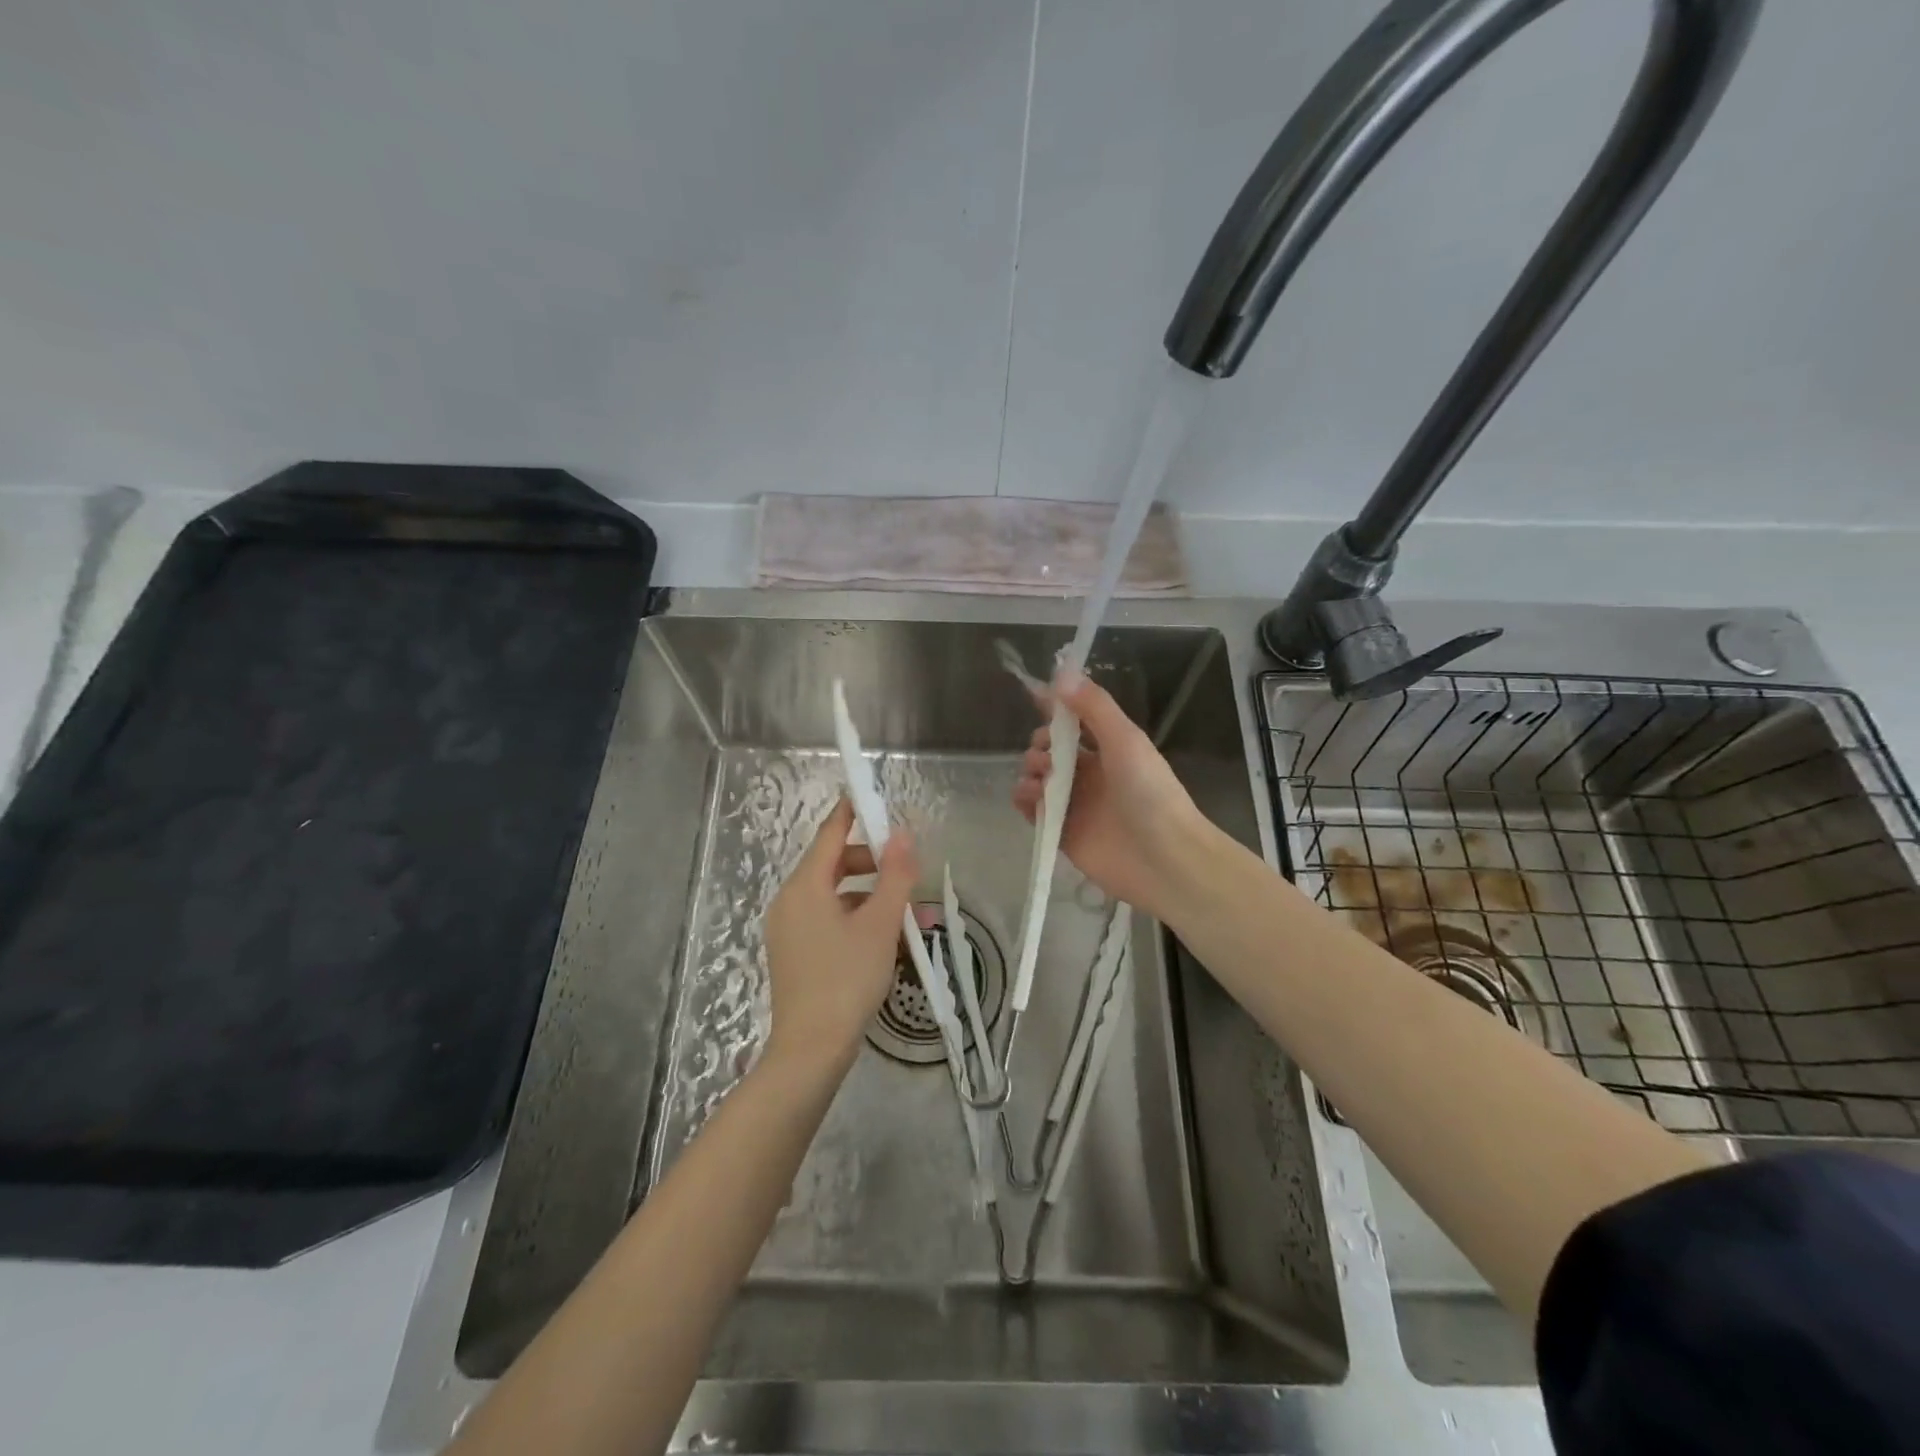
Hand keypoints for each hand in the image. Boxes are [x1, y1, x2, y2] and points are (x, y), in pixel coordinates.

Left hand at [762, 798, 917, 1074]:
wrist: (811, 1049)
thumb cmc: (847, 979)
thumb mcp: (881, 924)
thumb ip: (895, 875)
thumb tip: (902, 833)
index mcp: (805, 886)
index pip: (830, 833)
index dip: (853, 812)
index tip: (875, 797)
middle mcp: (790, 900)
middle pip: (833, 863)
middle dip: (872, 861)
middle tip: (907, 868)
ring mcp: (789, 928)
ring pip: (833, 894)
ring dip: (869, 893)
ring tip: (908, 909)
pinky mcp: (794, 952)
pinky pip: (827, 918)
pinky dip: (855, 916)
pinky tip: (885, 935)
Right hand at [1011, 668, 1217, 922]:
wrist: (1163, 858)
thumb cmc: (1149, 792)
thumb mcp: (1125, 739)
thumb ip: (1094, 707)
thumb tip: (1060, 674)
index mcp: (1109, 748)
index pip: (1075, 720)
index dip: (1054, 707)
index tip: (1033, 695)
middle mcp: (1090, 773)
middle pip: (1050, 749)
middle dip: (1041, 744)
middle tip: (1047, 755)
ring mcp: (1075, 804)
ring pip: (1038, 777)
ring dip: (1031, 771)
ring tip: (1042, 780)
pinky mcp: (1062, 833)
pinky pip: (1033, 810)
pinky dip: (1025, 801)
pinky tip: (1030, 798)